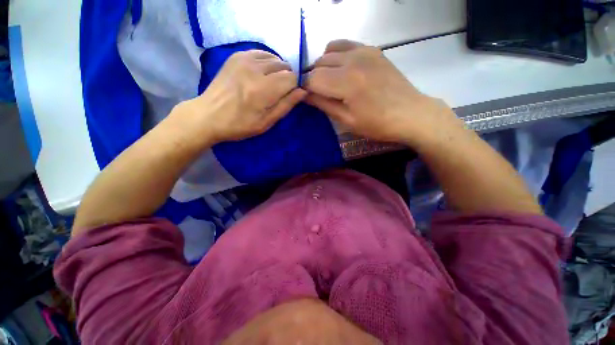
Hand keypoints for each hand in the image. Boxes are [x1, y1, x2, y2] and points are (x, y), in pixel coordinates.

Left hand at [178, 50, 305, 143]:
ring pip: (274, 58)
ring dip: (278, 70)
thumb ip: (286, 105)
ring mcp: (244, 59)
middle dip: (287, 79)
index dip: (295, 88)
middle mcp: (255, 69)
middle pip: (284, 66)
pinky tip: (261, 74)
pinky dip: (267, 62)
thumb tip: (303, 91)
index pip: (292, 78)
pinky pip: (261, 53)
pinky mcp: (236, 55)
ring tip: (270, 84)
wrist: (209, 115)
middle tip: (279, 92)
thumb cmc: (240, 124)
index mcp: (264, 89)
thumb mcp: (267, 122)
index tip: (289, 96)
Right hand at [304, 40, 461, 145]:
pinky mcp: (372, 49)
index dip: (307, 90)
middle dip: (314, 79)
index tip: (310, 99)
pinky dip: (336, 55)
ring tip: (330, 82)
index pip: (313, 79)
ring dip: (323, 67)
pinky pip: (344, 44)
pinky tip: (341, 68)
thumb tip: (305, 95)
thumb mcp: (347, 120)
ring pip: (328, 52)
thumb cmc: (377, 124)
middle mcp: (353, 60)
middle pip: (319, 63)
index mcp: (347, 82)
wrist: (410, 113)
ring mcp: (364, 50)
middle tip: (320, 94)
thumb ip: (324, 105)